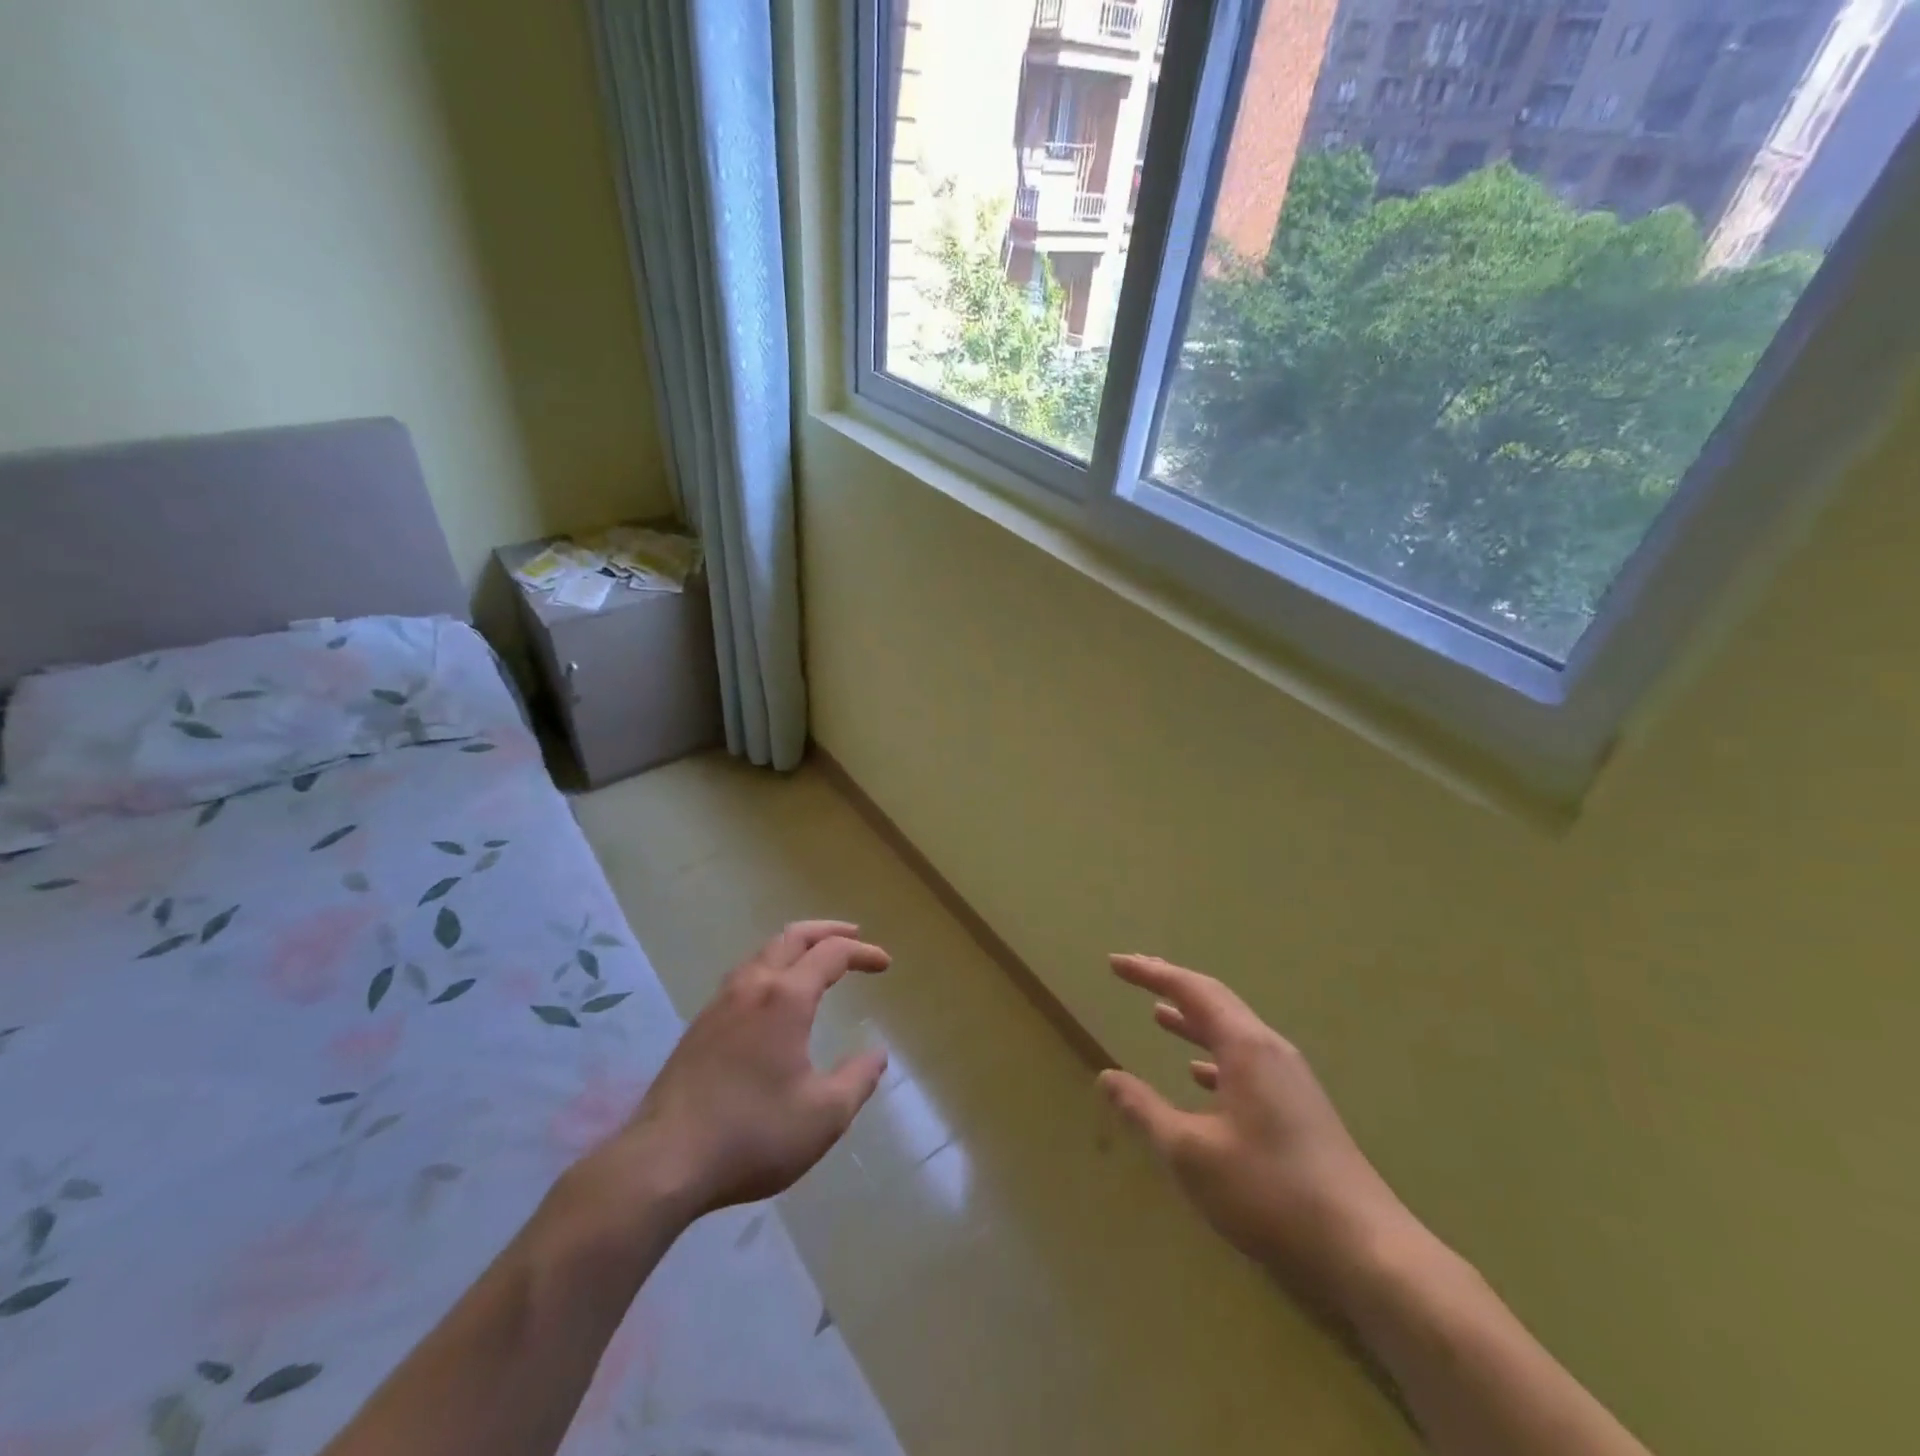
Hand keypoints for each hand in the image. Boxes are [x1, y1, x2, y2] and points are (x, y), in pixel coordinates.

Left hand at [603, 921, 891, 1217]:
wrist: (663, 1162)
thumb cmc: (752, 1135)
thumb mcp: (823, 1116)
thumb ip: (858, 1080)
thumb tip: (877, 1055)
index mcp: (785, 998)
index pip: (831, 954)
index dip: (862, 953)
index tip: (885, 964)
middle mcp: (752, 987)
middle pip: (792, 937)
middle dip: (828, 931)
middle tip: (854, 936)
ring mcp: (719, 1003)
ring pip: (763, 952)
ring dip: (796, 946)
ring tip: (816, 958)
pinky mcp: (699, 1026)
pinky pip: (744, 975)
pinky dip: (772, 966)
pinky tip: (774, 996)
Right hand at [1098, 954, 1417, 1310]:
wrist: (1366, 1252)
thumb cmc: (1270, 1192)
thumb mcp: (1192, 1154)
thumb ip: (1145, 1111)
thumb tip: (1107, 1077)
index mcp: (1246, 1047)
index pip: (1191, 990)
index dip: (1150, 973)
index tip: (1115, 962)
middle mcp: (1270, 1050)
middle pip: (1215, 1001)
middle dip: (1171, 985)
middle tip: (1135, 972)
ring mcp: (1290, 1079)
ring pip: (1232, 1033)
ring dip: (1193, 1020)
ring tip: (1158, 1013)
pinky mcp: (1299, 1109)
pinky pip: (1247, 1063)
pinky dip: (1214, 1057)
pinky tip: (1198, 1075)